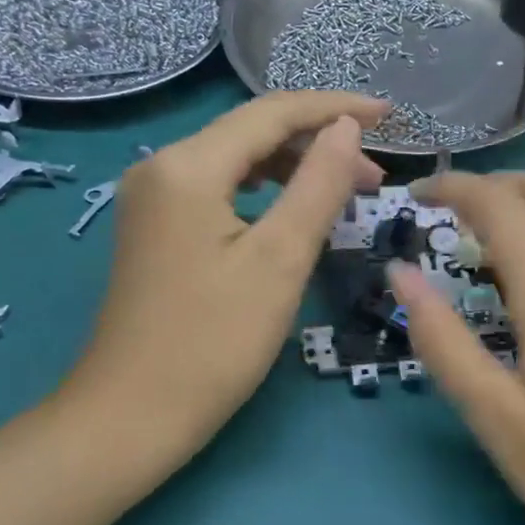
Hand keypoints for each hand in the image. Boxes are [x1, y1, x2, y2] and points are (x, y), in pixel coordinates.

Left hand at [63, 92, 387, 465]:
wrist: (132, 416)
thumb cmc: (214, 341)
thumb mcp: (280, 259)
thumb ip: (318, 184)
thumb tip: (347, 128)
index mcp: (188, 166)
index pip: (273, 113)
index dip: (336, 108)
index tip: (392, 115)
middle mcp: (163, 167)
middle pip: (254, 131)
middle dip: (320, 142)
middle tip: (378, 176)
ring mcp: (154, 198)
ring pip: (239, 159)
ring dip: (297, 167)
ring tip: (349, 192)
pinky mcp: (158, 227)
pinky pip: (223, 188)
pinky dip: (268, 190)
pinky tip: (296, 210)